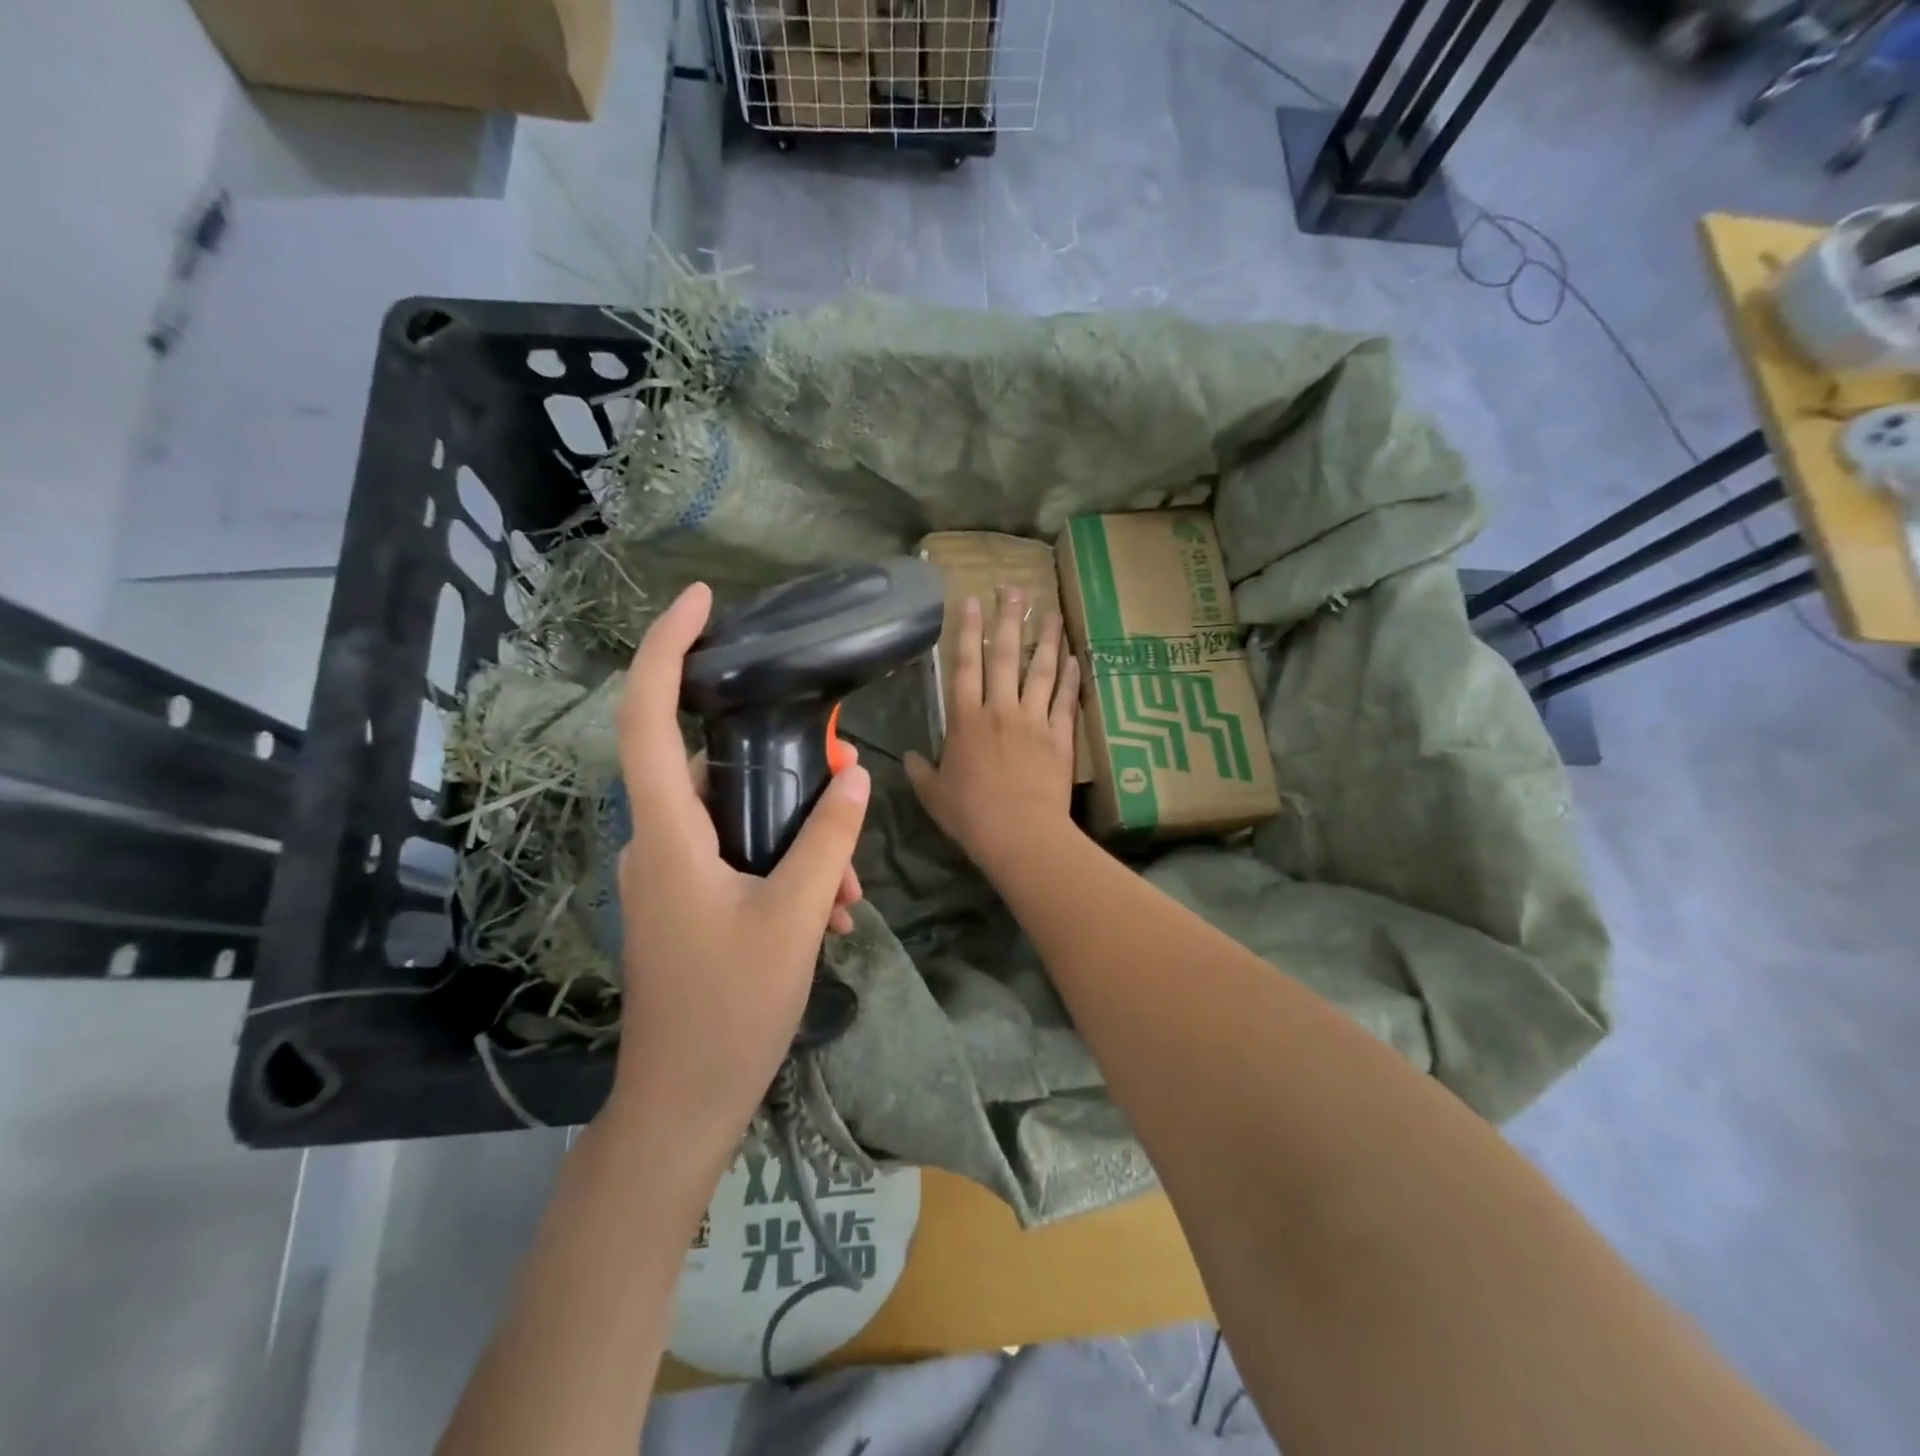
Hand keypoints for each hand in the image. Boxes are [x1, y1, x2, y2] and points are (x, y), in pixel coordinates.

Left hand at [610, 583, 871, 1152]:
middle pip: (710, 765)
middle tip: (836, 773)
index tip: (701, 601)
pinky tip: (832, 913)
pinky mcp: (686, 901)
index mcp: (667, 833)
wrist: (684, 1103)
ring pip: (735, 819)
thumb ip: (827, 841)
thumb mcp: (795, 918)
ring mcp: (668, 874)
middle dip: (779, 766)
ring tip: (848, 889)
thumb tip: (854, 776)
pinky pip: (737, 856)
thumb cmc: (731, 1009)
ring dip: (795, 836)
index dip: (666, 648)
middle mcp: (657, 841)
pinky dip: (784, 866)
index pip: (647, 715)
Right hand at [905, 588, 1080, 877]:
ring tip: (1052, 612)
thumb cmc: (971, 815)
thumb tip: (908, 757)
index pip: (964, 664)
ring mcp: (1033, 720)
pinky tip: (1075, 658)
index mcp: (965, 719)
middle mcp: (1000, 709)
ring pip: (1041, 670)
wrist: (1019, 833)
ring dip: (1046, 639)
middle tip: (1015, 588)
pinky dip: (1071, 678)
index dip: (967, 630)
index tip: (971, 600)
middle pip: (1005, 655)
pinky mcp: (1060, 736)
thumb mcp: (934, 795)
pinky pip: (1066, 700)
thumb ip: (920, 771)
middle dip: (1008, 618)